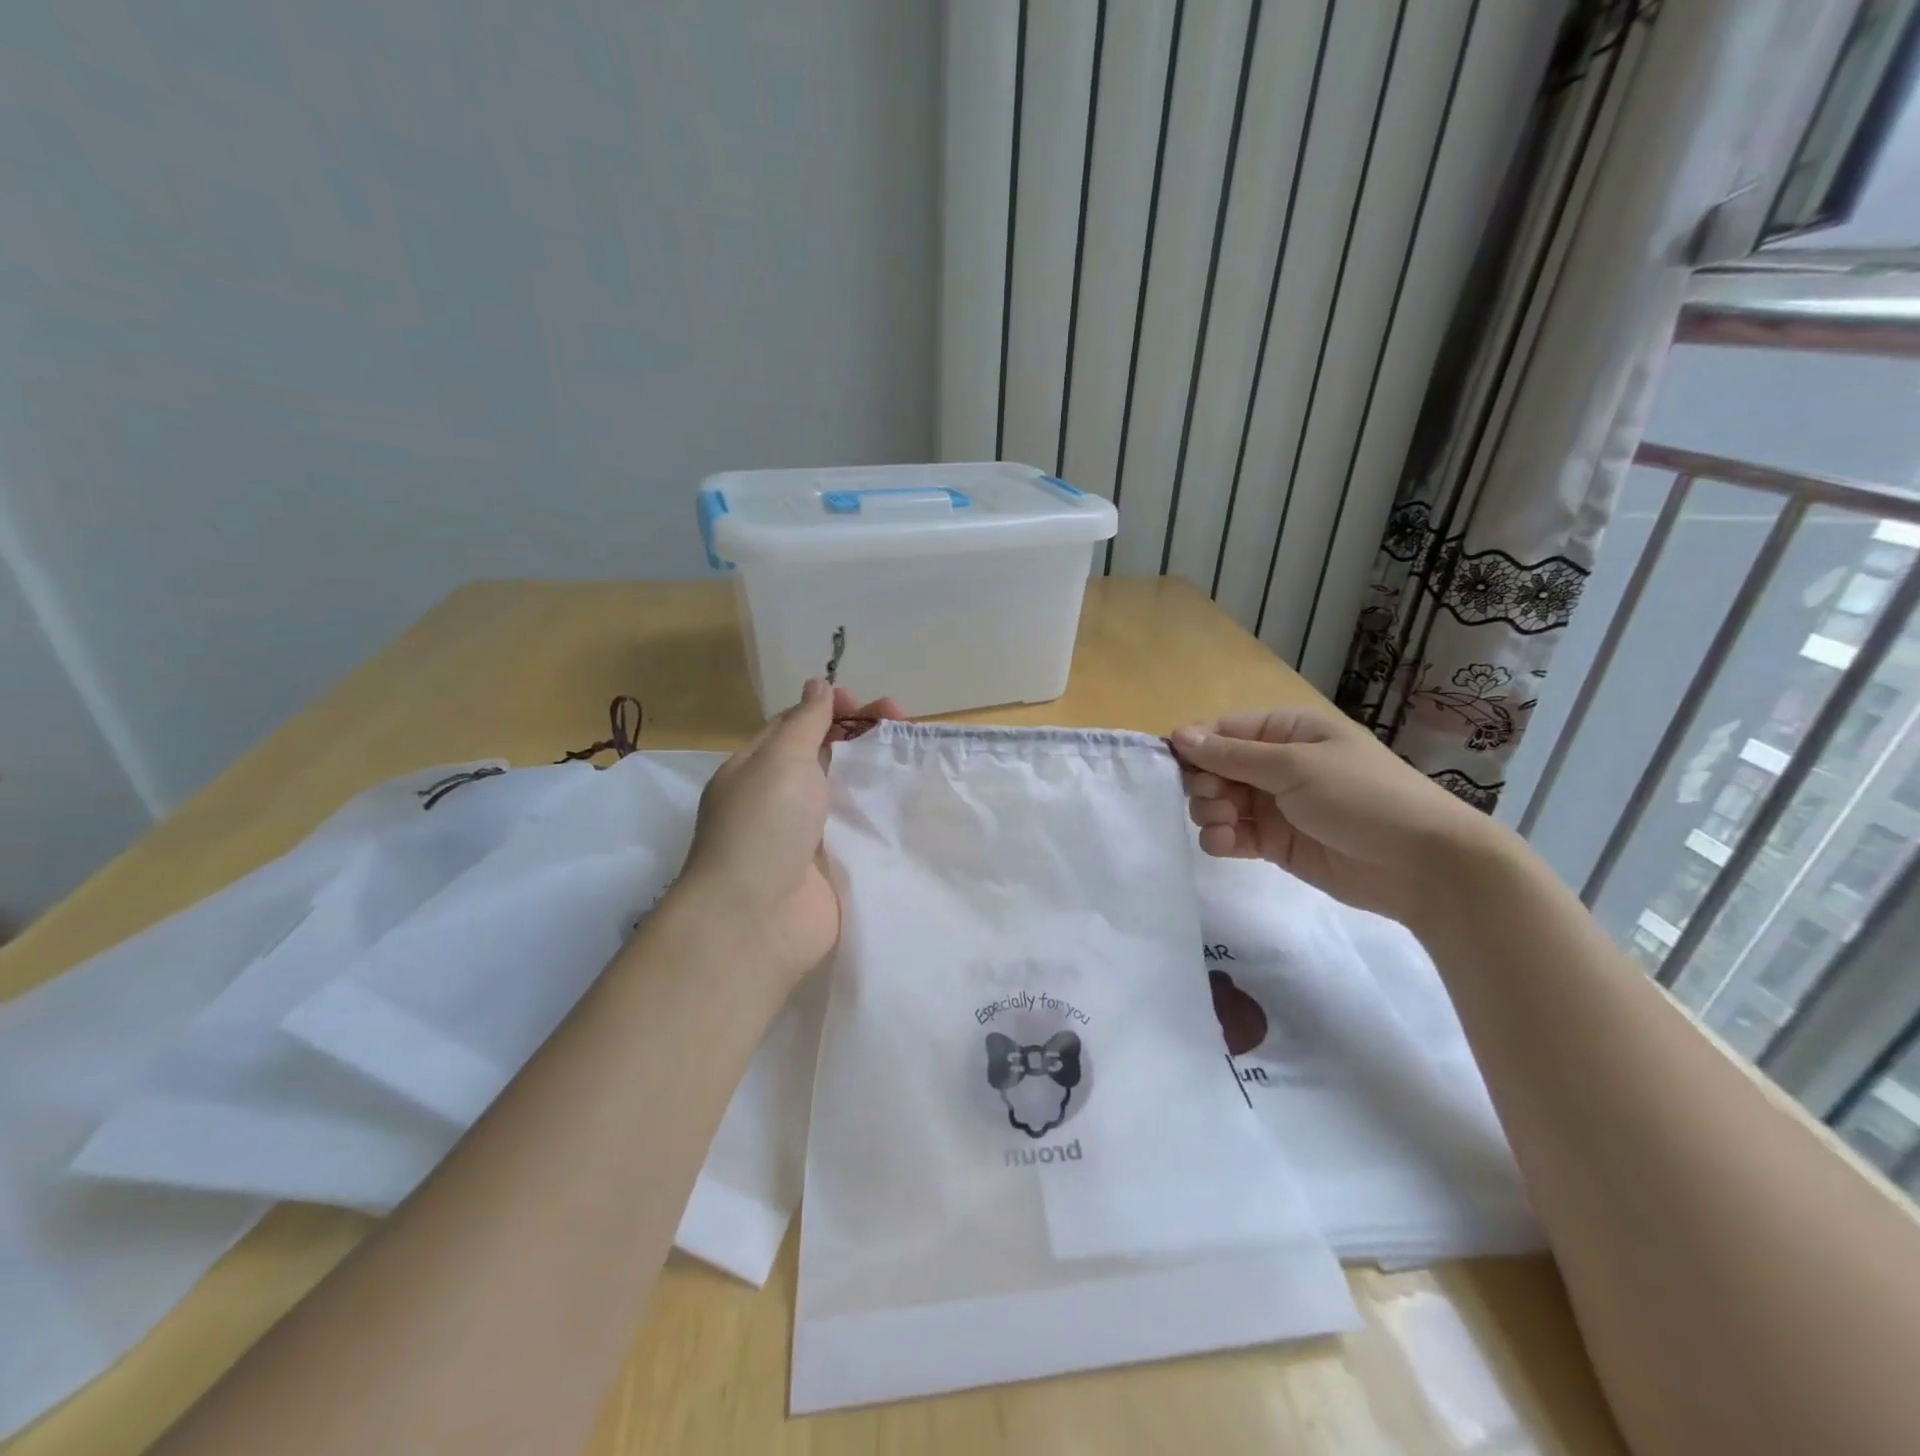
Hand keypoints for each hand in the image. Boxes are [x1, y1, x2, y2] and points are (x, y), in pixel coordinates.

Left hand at [674, 679, 902, 986]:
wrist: (760, 918)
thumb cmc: (763, 825)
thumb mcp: (780, 759)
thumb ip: (805, 722)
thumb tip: (817, 684)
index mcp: (757, 768)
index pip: (796, 726)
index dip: (830, 709)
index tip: (865, 705)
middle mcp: (781, 798)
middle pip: (827, 754)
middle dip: (862, 734)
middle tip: (904, 721)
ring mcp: (809, 834)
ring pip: (848, 790)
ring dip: (878, 770)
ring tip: (917, 752)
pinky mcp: (835, 864)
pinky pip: (861, 828)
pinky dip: (884, 811)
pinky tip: (916, 798)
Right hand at [1172, 707, 1509, 926]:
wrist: (1421, 865)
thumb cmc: (1361, 797)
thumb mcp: (1295, 766)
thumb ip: (1232, 754)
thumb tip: (1178, 735)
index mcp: (1286, 731)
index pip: (1222, 730)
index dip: (1194, 745)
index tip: (1174, 765)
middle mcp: (1275, 764)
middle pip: (1213, 767)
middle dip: (1204, 783)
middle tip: (1217, 798)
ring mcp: (1274, 805)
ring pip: (1217, 802)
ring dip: (1209, 812)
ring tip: (1226, 824)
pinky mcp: (1273, 843)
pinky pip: (1230, 835)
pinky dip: (1220, 839)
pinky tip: (1227, 845)